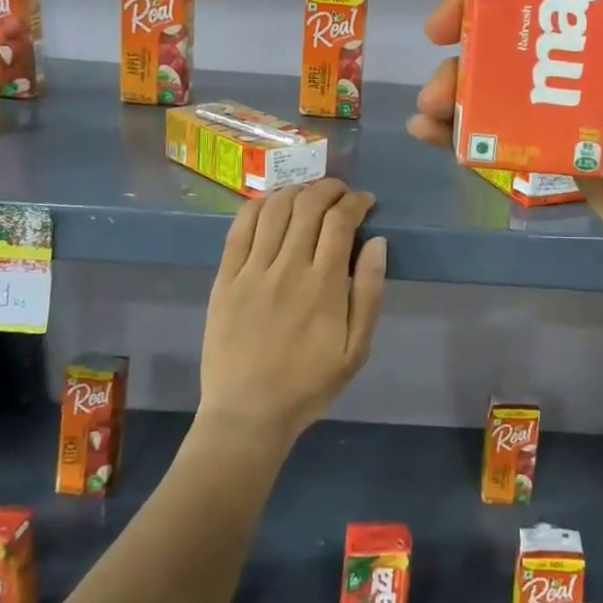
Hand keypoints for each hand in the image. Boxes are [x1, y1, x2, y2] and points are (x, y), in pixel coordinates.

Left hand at [199, 180, 387, 444]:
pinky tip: (270, 204)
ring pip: (274, 209)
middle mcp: (288, 268)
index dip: (356, 201)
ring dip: (296, 191)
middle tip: (340, 192)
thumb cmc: (309, 384)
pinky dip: (258, 206)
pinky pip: (239, 229)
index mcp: (324, 286)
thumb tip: (378, 242)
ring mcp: (252, 271)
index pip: (341, 221)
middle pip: (308, 205)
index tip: (365, 201)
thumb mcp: (357, 349)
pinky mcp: (225, 279)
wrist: (247, 414)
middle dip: (329, 188)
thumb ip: (370, 292)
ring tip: (308, 195)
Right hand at [407, 0, 602, 291]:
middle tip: (439, 31)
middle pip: (523, 19)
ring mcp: (579, 103)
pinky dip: (465, 129)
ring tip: (433, 102)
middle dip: (474, 22)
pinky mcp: (562, 149)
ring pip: (505, 75)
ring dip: (460, 80)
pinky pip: (505, 128)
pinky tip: (430, 132)